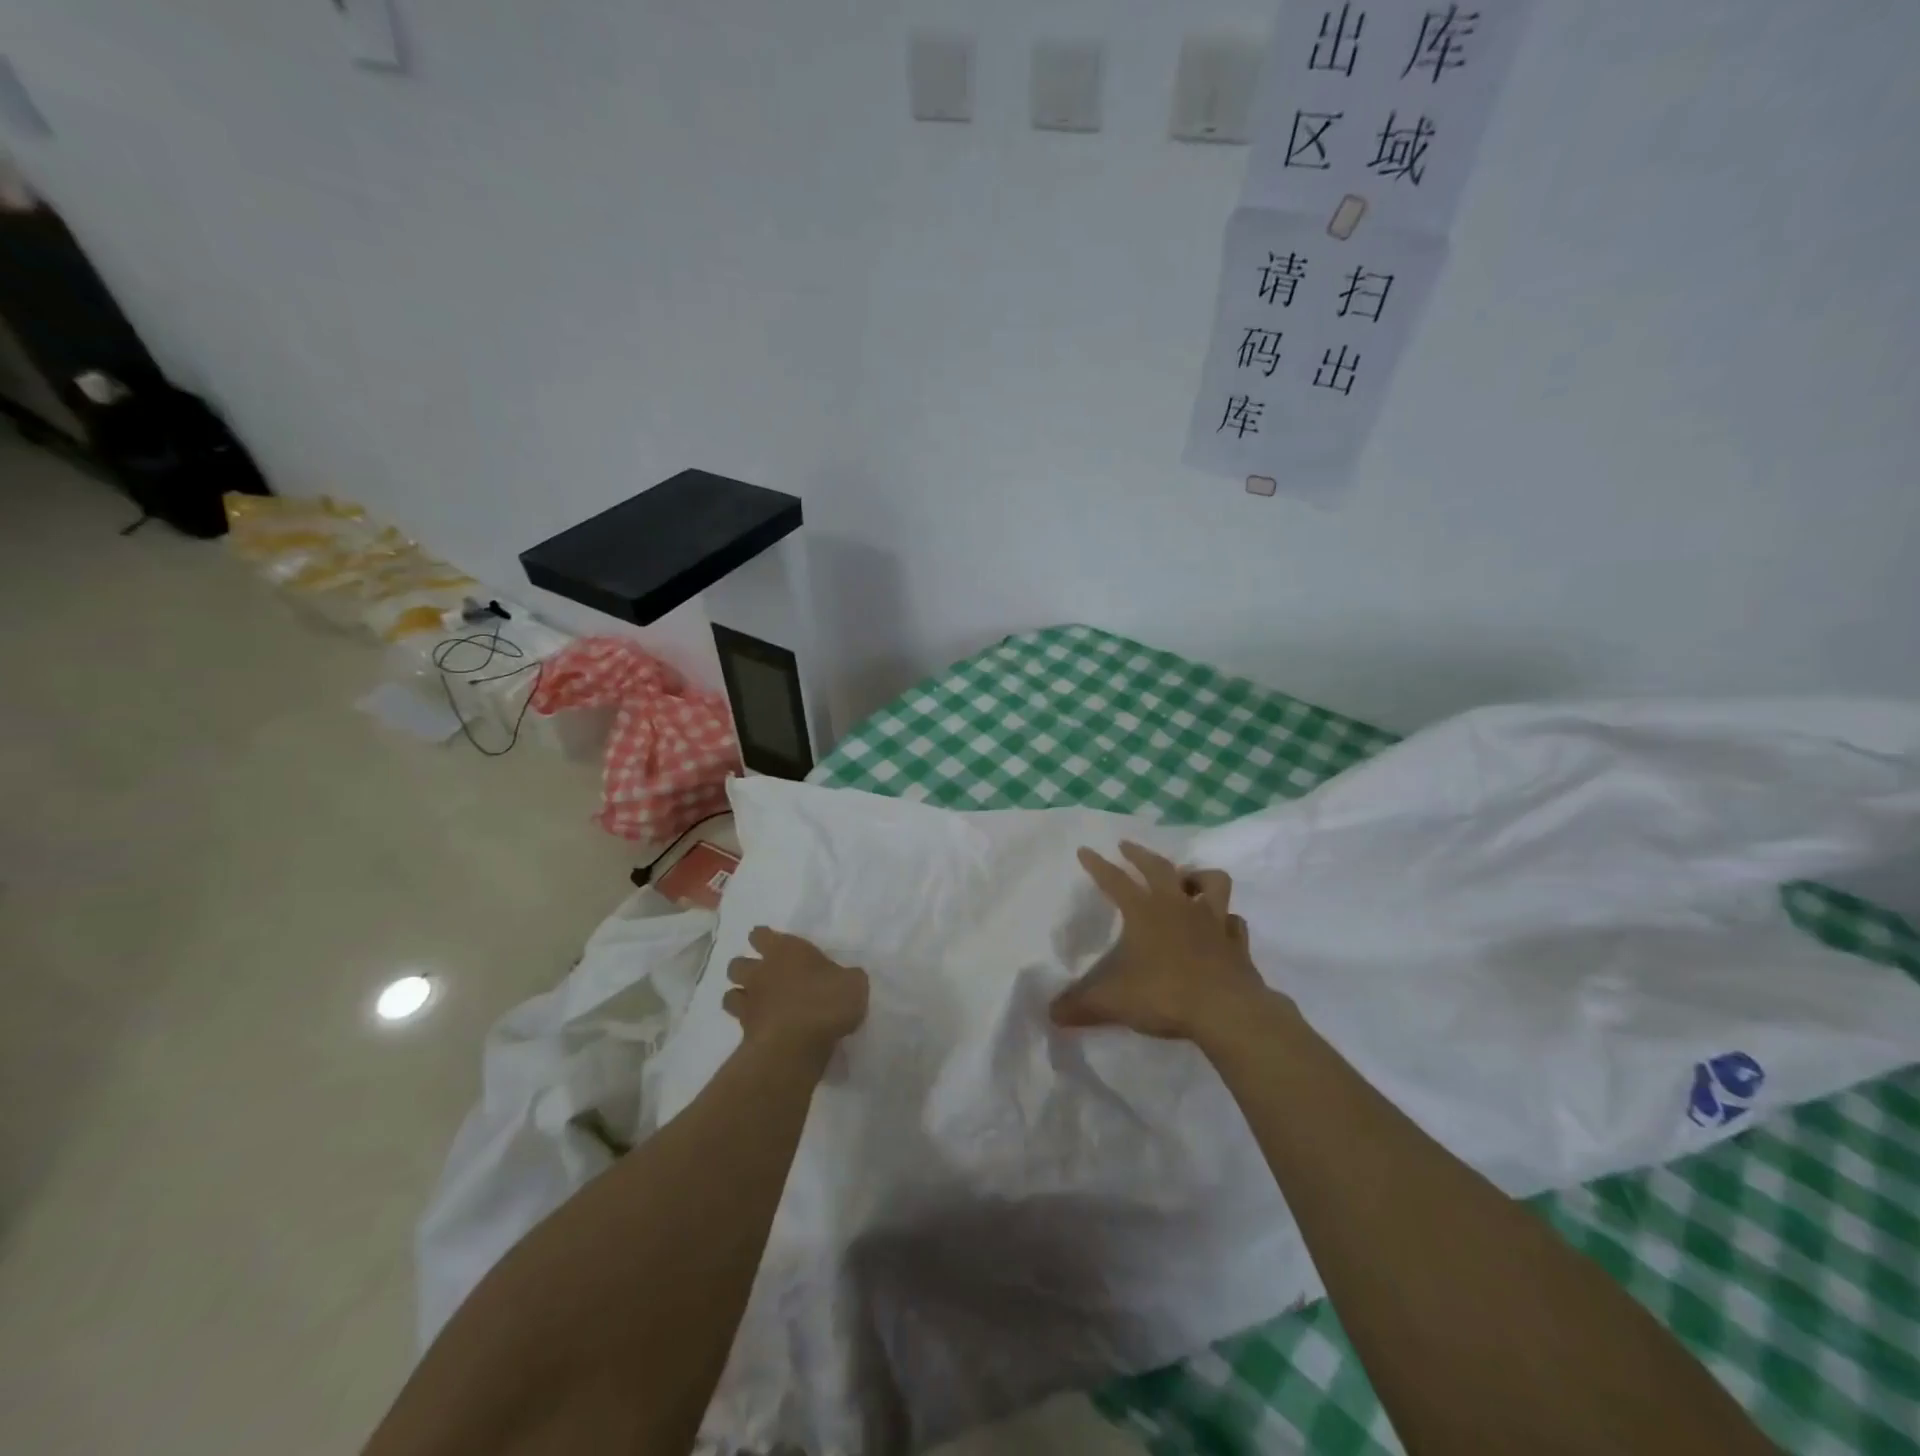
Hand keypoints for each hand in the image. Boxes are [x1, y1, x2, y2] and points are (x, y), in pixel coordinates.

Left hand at [725, 927, 868, 1061]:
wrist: (797, 1045)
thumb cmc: (827, 1001)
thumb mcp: (854, 983)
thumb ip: (846, 978)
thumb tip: (846, 980)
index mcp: (785, 951)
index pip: (761, 935)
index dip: (763, 938)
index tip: (770, 943)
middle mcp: (761, 972)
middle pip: (737, 964)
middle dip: (745, 968)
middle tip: (763, 976)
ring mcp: (750, 1003)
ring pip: (730, 994)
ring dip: (740, 997)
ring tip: (756, 1004)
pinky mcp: (745, 1033)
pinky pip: (739, 1024)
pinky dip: (748, 1025)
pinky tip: (763, 1029)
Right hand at [1050, 841, 1271, 1041]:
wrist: (1226, 1011)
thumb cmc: (1163, 994)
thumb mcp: (1111, 1001)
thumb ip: (1079, 1004)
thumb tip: (1051, 1013)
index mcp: (1144, 912)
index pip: (1114, 880)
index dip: (1097, 865)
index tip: (1085, 850)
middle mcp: (1178, 906)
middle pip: (1160, 868)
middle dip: (1140, 855)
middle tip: (1127, 847)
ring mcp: (1213, 921)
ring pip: (1211, 882)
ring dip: (1197, 877)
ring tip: (1186, 880)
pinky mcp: (1236, 943)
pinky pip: (1233, 921)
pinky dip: (1226, 920)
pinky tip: (1220, 926)